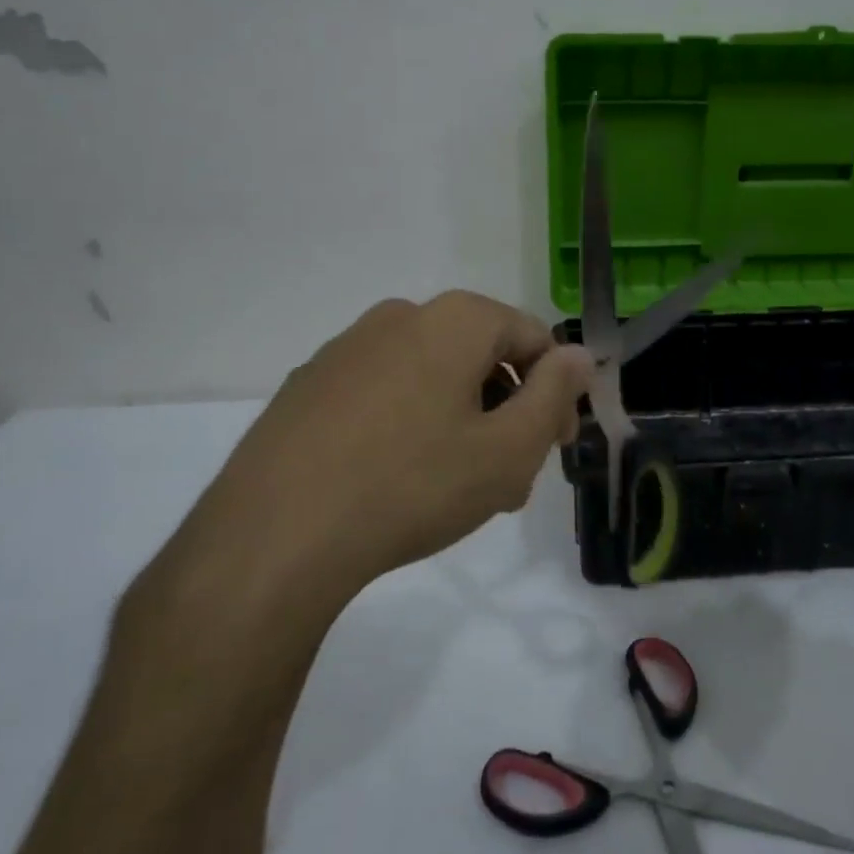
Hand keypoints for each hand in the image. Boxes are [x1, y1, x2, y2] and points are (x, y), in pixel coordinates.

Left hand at [222, 290, 591, 580]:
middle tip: (513, 476)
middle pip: (481, 357)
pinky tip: (401, 483)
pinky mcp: (309, 386)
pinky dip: (411, 426)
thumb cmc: (413, 485)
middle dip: (509, 412)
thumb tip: (578, 355)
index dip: (557, 391)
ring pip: (432, 378)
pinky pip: (385, 394)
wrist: (274, 536)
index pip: (533, 338)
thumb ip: (555, 394)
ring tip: (461, 489)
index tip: (556, 445)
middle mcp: (399, 317)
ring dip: (463, 423)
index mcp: (453, 320)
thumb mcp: (508, 450)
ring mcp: (347, 349)